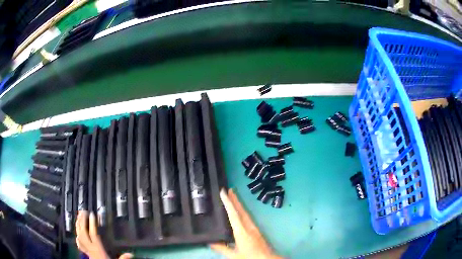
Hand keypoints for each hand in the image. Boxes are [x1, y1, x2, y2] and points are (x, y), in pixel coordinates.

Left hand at [76, 211, 131, 258]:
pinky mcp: (85, 252)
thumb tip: (132, 254)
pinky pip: (79, 243)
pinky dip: (77, 236)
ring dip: (78, 225)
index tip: (92, 214)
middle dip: (82, 221)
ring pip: (79, 235)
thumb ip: (122, 258)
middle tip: (83, 211)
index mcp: (98, 249)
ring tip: (78, 216)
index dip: (92, 223)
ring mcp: (86, 250)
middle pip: (83, 232)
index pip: (93, 234)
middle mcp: (90, 248)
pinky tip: (77, 232)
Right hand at [210, 189, 281, 258]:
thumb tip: (210, 242)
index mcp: (242, 232)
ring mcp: (254, 228)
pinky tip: (240, 212)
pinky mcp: (256, 230)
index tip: (223, 192)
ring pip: (245, 213)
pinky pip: (248, 217)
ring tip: (233, 197)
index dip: (228, 203)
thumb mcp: (234, 255)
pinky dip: (242, 211)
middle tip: (229, 189)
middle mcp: (249, 227)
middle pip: (241, 210)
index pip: (233, 214)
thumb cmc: (250, 257)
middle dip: (235, 199)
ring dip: (239, 204)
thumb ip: (222, 248)